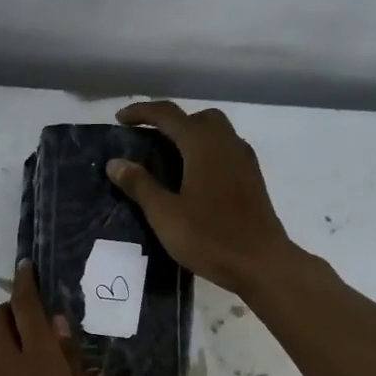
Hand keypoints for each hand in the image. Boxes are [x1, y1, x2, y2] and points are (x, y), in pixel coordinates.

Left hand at [0, 261, 108, 375]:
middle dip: (9, 308)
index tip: (26, 267)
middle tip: (32, 320)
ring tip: (34, 360)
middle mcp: (9, 365)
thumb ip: (74, 361)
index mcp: (40, 361)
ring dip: (8, 339)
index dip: (24, 282)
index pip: (25, 307)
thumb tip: (59, 324)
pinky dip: (6, 369)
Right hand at [107, 101, 295, 294]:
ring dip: (190, 136)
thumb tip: (115, 162)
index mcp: (202, 145)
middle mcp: (226, 142)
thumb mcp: (165, 214)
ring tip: (168, 160)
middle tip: (147, 141)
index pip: (168, 114)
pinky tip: (193, 179)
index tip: (119, 120)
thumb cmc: (209, 237)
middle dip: (170, 122)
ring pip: (215, 132)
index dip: (141, 113)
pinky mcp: (251, 178)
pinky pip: (225, 150)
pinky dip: (205, 152)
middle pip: (196, 118)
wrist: (261, 262)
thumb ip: (139, 185)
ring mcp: (243, 159)